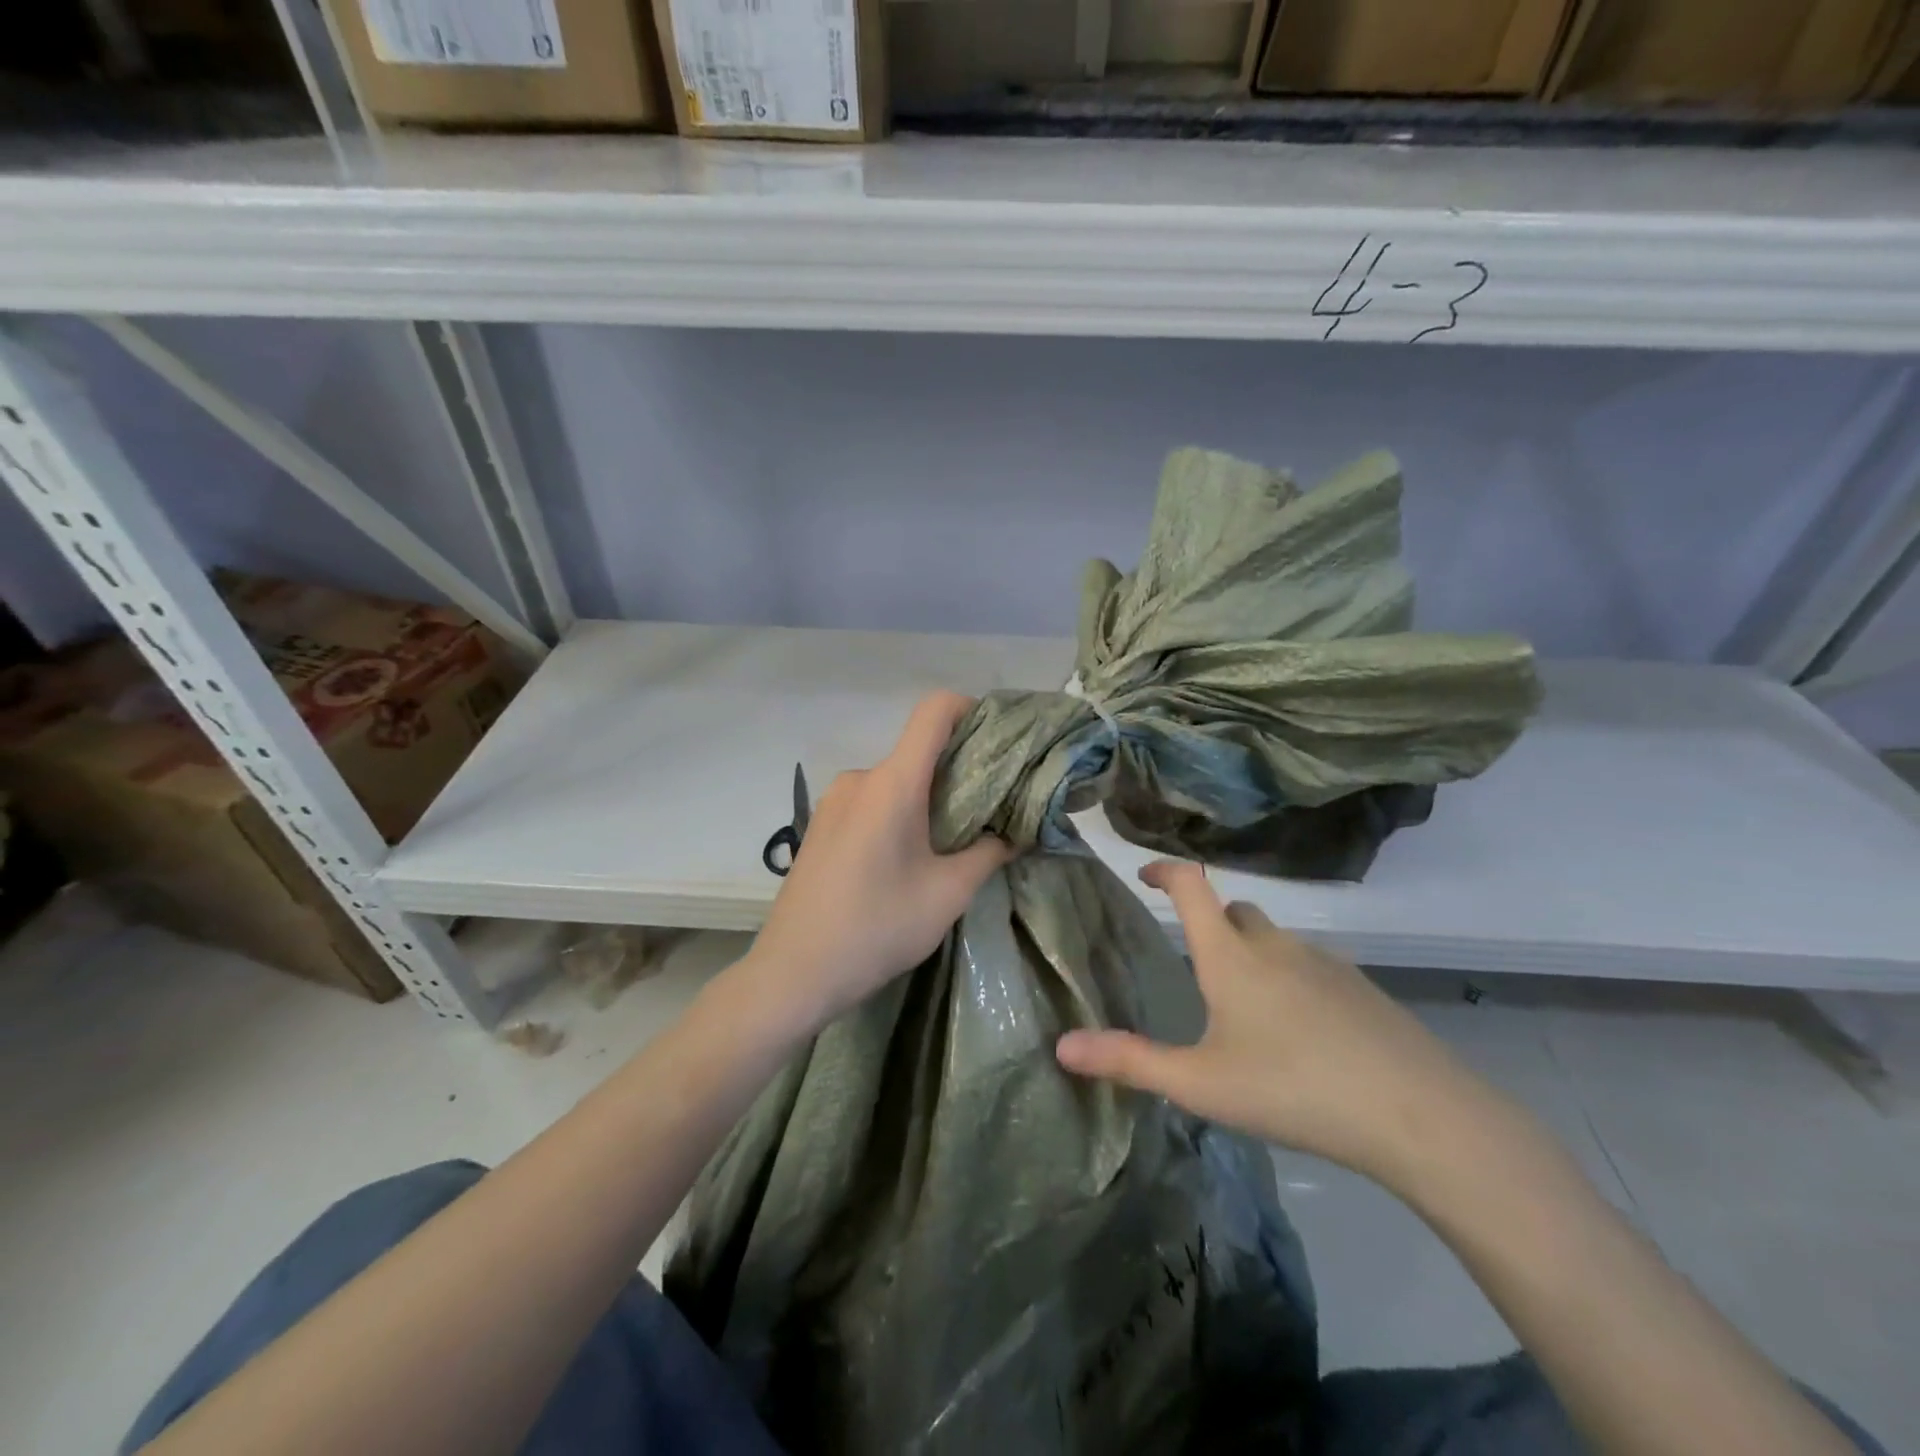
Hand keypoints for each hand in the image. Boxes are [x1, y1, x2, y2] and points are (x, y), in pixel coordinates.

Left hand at [735, 691, 1013, 1035]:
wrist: (793, 973)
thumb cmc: (877, 928)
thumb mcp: (947, 894)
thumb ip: (989, 853)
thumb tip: (1016, 833)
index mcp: (892, 783)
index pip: (934, 712)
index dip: (971, 710)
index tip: (998, 742)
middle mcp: (860, 778)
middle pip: (918, 751)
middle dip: (959, 772)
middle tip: (989, 812)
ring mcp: (834, 800)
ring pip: (896, 781)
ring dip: (927, 800)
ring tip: (948, 846)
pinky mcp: (820, 824)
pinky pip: (871, 802)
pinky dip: (899, 814)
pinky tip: (905, 860)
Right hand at [1056, 860, 1496, 1187]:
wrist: (1416, 1114)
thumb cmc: (1292, 1089)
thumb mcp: (1200, 1083)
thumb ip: (1129, 1061)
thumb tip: (1062, 1045)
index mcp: (1231, 956)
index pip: (1191, 885)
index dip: (1165, 870)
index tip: (1145, 874)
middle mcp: (1275, 945)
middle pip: (1234, 911)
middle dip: (1209, 922)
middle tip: (1196, 966)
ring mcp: (1324, 962)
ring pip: (1275, 940)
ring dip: (1252, 954)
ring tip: (1246, 1010)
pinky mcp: (1361, 988)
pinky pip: (1310, 966)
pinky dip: (1291, 979)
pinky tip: (1299, 1034)